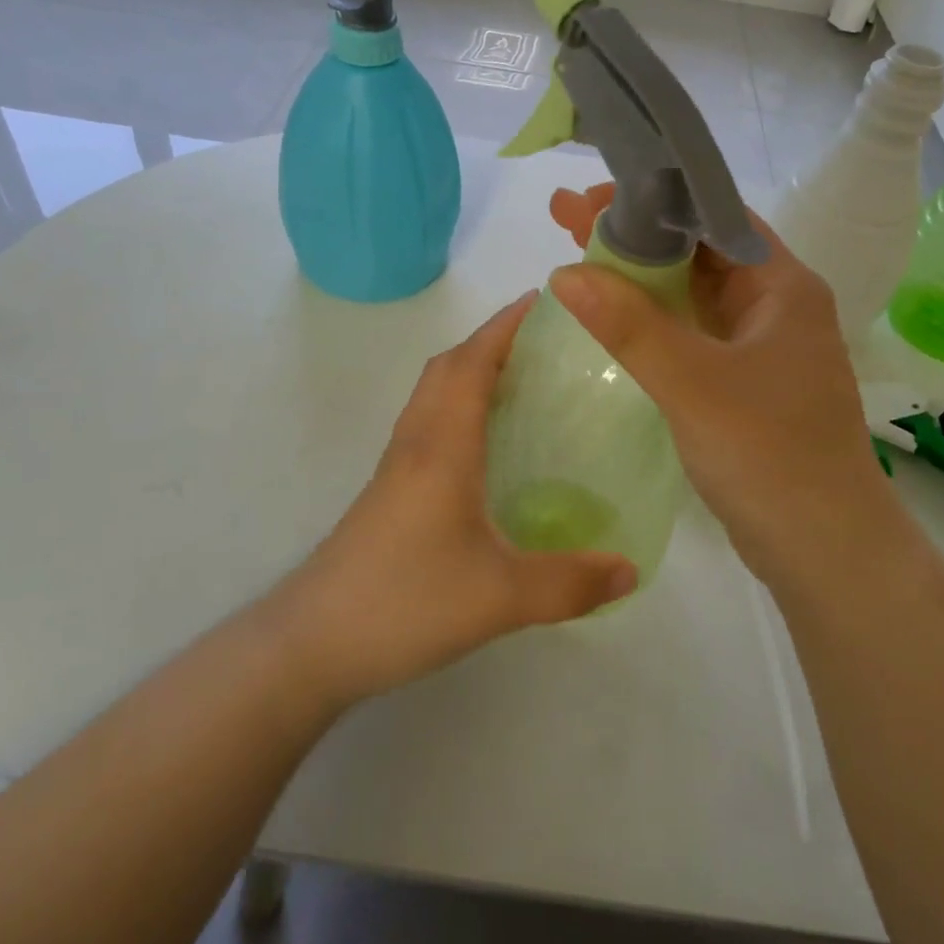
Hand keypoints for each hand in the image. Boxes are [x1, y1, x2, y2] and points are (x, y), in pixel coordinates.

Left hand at [270, 294, 636, 708]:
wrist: (312, 643)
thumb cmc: (405, 601)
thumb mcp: (500, 597)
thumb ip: (570, 583)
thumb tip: (632, 571)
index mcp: (443, 445)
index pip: (473, 362)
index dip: (505, 325)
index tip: (543, 299)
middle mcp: (417, 441)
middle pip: (449, 366)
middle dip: (491, 339)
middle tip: (542, 339)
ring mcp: (397, 465)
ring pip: (433, 392)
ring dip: (470, 368)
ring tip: (520, 378)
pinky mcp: (389, 490)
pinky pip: (428, 421)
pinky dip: (457, 403)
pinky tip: (484, 442)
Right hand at [547, 205, 886, 581]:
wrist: (823, 550)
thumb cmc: (768, 454)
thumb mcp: (693, 383)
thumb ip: (629, 326)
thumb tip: (565, 273)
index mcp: (783, 286)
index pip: (715, 216)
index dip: (653, 200)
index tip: (591, 199)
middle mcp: (776, 305)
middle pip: (699, 250)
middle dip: (635, 234)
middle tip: (567, 219)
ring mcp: (761, 344)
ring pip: (694, 292)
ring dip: (641, 275)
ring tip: (576, 257)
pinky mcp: (745, 380)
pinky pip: (693, 331)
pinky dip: (654, 318)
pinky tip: (613, 313)